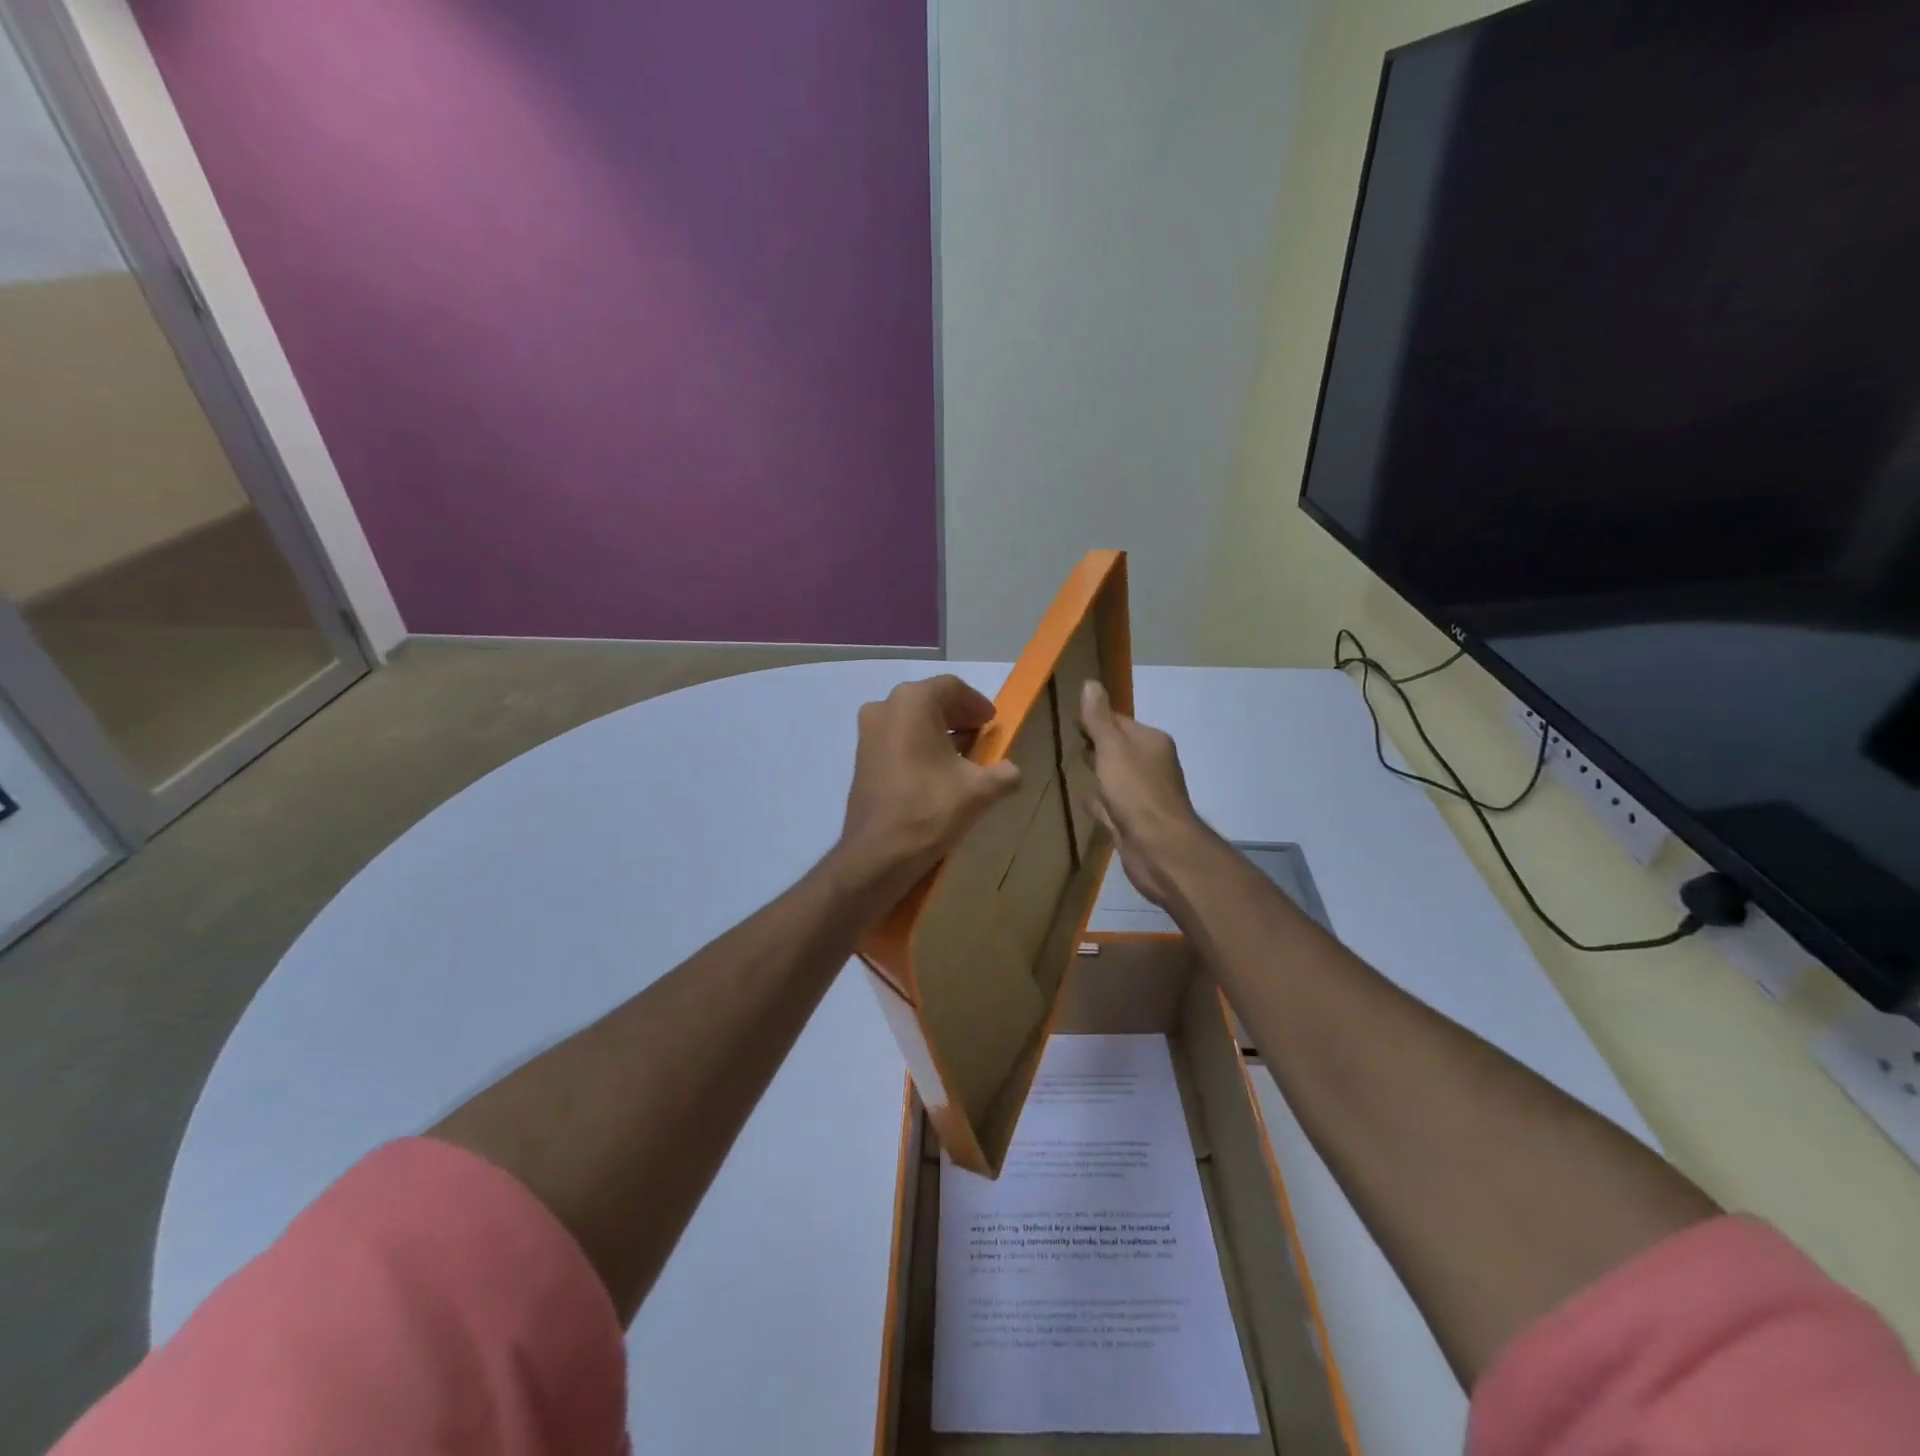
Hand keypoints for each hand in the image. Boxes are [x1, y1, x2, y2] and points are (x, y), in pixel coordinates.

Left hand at [836, 675, 1022, 900]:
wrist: (878, 853)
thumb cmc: (930, 809)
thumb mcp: (980, 791)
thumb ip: (1005, 773)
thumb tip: (1012, 772)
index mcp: (913, 702)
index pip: (953, 688)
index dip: (977, 704)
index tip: (992, 724)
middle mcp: (885, 707)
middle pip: (930, 702)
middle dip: (959, 718)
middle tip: (982, 739)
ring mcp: (868, 733)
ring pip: (911, 721)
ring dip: (939, 734)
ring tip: (963, 759)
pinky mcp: (861, 758)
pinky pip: (897, 740)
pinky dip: (919, 747)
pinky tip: (936, 774)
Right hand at [1079, 680, 1210, 908]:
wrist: (1159, 849)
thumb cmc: (1136, 792)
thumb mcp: (1112, 749)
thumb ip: (1099, 720)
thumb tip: (1091, 683)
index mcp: (1151, 742)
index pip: (1117, 721)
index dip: (1093, 720)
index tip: (1067, 721)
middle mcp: (1152, 765)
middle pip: (1117, 749)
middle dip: (1095, 746)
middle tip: (1064, 744)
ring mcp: (1144, 795)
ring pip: (1114, 778)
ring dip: (1097, 775)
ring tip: (1070, 770)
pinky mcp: (1135, 821)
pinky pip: (1112, 804)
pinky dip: (1100, 802)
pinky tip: (1083, 802)